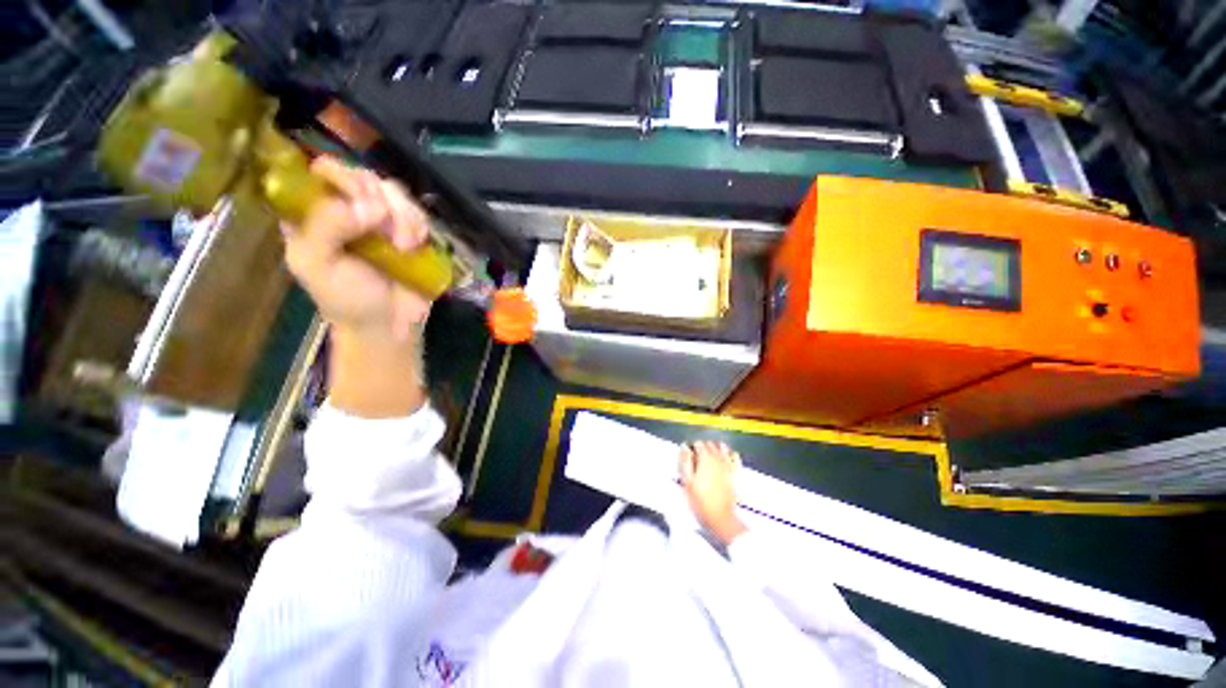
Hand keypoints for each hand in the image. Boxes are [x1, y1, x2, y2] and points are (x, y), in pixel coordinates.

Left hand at [283, 156, 431, 341]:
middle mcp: (349, 208)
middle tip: (384, 228)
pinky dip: (419, 226)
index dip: (343, 178)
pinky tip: (414, 245)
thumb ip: (326, 227)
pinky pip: (419, 212)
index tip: (359, 202)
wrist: (389, 323)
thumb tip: (370, 205)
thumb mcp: (317, 265)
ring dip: (404, 218)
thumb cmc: (346, 297)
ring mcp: (383, 219)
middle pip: (365, 177)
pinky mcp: (410, 231)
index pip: (324, 172)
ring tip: (403, 247)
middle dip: (379, 201)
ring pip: (396, 193)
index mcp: (315, 212)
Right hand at [680, 441, 747, 544]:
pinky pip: (735, 456)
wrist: (720, 517)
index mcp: (705, 459)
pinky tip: (725, 457)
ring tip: (709, 455)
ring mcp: (728, 465)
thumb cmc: (700, 500)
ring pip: (722, 447)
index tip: (688, 453)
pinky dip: (730, 453)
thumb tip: (685, 447)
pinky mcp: (735, 473)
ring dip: (715, 447)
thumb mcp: (687, 481)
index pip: (698, 443)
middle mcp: (718, 458)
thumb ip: (685, 461)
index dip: (691, 447)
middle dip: (702, 446)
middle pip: (710, 444)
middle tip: (696, 456)